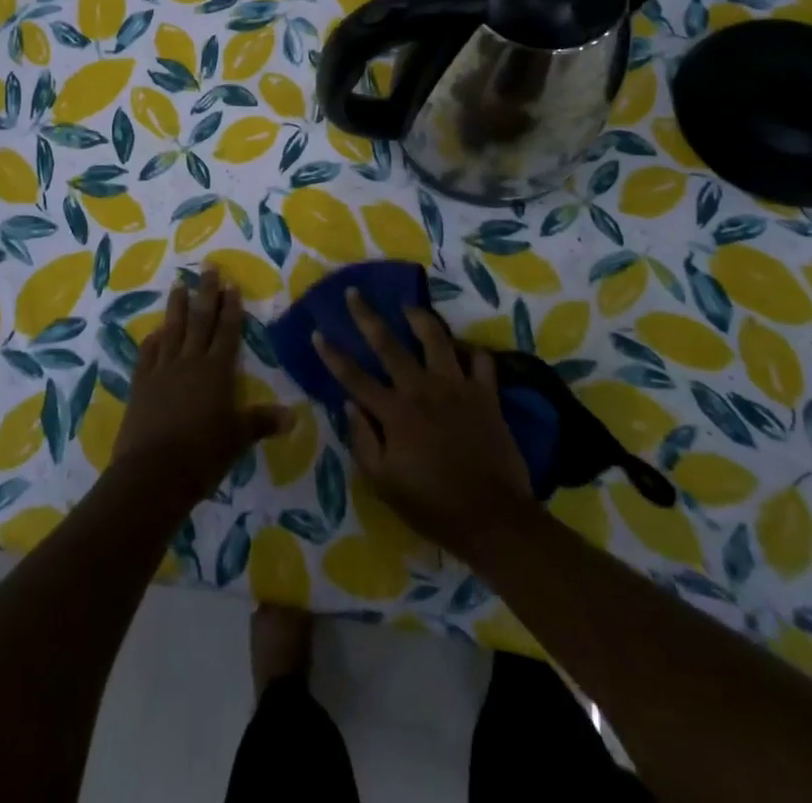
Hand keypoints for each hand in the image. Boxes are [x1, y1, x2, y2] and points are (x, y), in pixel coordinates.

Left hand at [114, 267, 287, 505]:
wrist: (152, 473)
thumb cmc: (202, 455)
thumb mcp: (237, 439)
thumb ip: (262, 422)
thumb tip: (293, 417)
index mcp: (216, 372)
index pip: (226, 332)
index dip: (230, 308)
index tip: (231, 283)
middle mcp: (190, 363)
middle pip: (200, 321)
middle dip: (206, 293)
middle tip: (208, 267)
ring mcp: (162, 371)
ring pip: (172, 330)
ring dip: (176, 306)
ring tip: (178, 284)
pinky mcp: (140, 385)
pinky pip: (147, 354)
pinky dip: (152, 340)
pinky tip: (154, 332)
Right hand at [314, 290, 534, 562]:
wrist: (493, 518)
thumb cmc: (433, 505)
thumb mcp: (384, 484)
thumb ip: (363, 441)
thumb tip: (349, 405)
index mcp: (394, 414)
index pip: (354, 377)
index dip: (333, 355)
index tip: (318, 332)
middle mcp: (422, 390)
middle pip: (388, 344)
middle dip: (367, 316)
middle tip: (354, 293)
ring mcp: (457, 388)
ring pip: (436, 338)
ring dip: (420, 318)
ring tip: (409, 308)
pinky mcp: (486, 394)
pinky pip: (481, 360)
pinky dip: (472, 351)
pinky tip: (463, 350)